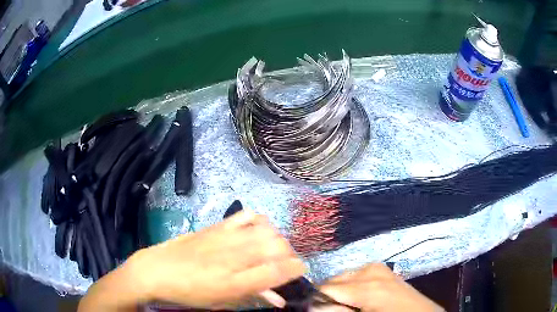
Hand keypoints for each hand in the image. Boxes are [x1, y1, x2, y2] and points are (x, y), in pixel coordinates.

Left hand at [126, 211, 304, 308]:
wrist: (157, 270)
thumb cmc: (190, 293)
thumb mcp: (222, 302)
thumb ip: (254, 297)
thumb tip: (279, 298)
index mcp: (234, 283)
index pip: (277, 271)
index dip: (296, 269)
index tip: (301, 269)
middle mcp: (233, 258)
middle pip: (277, 247)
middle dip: (290, 254)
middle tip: (285, 263)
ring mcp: (224, 238)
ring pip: (266, 230)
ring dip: (278, 239)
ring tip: (273, 248)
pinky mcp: (216, 226)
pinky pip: (247, 216)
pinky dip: (260, 221)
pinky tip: (258, 230)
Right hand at [316, 263, 443, 311]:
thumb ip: (337, 311)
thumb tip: (313, 306)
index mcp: (367, 287)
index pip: (326, 289)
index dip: (316, 300)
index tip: (313, 308)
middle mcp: (370, 271)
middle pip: (333, 280)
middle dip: (327, 295)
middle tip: (333, 308)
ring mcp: (377, 267)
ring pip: (343, 276)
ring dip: (338, 290)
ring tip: (346, 304)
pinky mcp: (381, 268)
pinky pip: (355, 273)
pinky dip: (350, 285)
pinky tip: (357, 296)